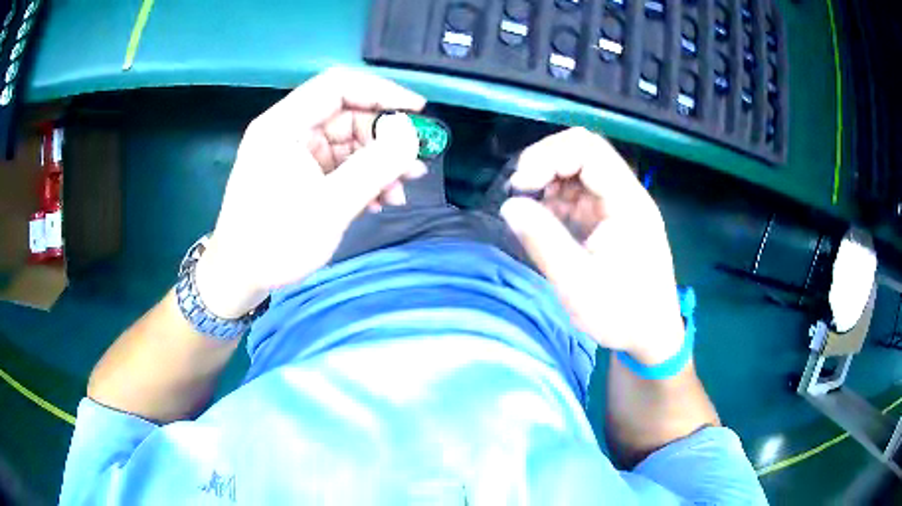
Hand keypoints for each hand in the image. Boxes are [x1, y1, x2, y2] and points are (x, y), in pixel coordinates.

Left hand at [195, 68, 426, 317]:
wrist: (239, 278)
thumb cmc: (276, 242)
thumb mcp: (330, 206)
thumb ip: (375, 166)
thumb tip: (411, 133)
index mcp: (284, 124)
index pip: (339, 85)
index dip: (382, 91)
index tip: (418, 111)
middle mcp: (289, 130)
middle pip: (347, 115)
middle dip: (385, 139)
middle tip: (415, 166)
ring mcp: (294, 153)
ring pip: (347, 142)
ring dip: (378, 164)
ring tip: (400, 191)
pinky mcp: (299, 174)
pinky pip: (338, 165)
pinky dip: (361, 179)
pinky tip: (379, 201)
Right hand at [500, 128, 683, 365]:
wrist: (652, 335)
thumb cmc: (622, 313)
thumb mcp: (578, 283)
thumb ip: (543, 240)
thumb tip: (509, 205)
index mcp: (627, 202)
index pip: (587, 150)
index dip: (548, 157)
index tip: (520, 185)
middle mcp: (626, 195)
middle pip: (584, 151)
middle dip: (546, 162)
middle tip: (520, 189)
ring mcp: (620, 205)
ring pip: (580, 170)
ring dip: (550, 180)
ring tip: (530, 208)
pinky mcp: (612, 219)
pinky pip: (581, 193)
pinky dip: (558, 198)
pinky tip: (546, 220)